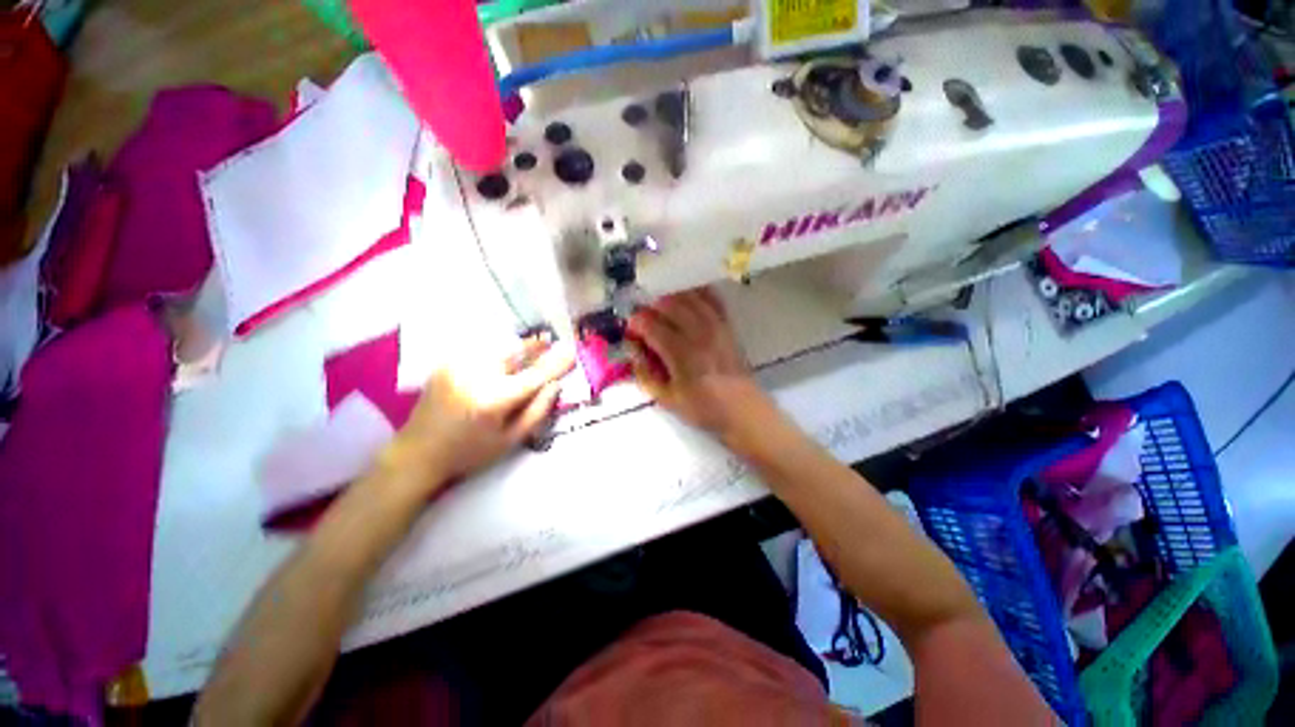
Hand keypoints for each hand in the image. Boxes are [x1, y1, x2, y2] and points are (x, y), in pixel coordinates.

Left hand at [380, 337, 575, 493]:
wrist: (416, 453)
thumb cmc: (468, 453)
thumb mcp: (510, 441)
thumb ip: (537, 411)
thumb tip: (555, 385)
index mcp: (493, 400)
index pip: (534, 375)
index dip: (556, 363)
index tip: (572, 352)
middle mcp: (475, 376)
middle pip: (515, 352)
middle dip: (536, 346)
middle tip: (552, 342)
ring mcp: (457, 365)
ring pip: (498, 346)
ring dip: (518, 346)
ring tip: (535, 344)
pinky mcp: (447, 363)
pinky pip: (481, 349)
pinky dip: (498, 349)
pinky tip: (506, 355)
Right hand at [627, 289, 769, 438]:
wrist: (742, 410)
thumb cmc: (703, 408)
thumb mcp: (666, 399)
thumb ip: (645, 374)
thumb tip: (633, 351)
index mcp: (681, 353)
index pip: (651, 325)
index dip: (636, 323)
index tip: (631, 331)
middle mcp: (698, 333)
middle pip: (669, 304)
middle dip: (651, 308)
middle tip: (645, 320)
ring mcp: (715, 326)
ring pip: (689, 297)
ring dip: (671, 298)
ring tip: (662, 309)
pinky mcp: (727, 326)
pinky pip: (712, 299)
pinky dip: (697, 293)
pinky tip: (688, 296)